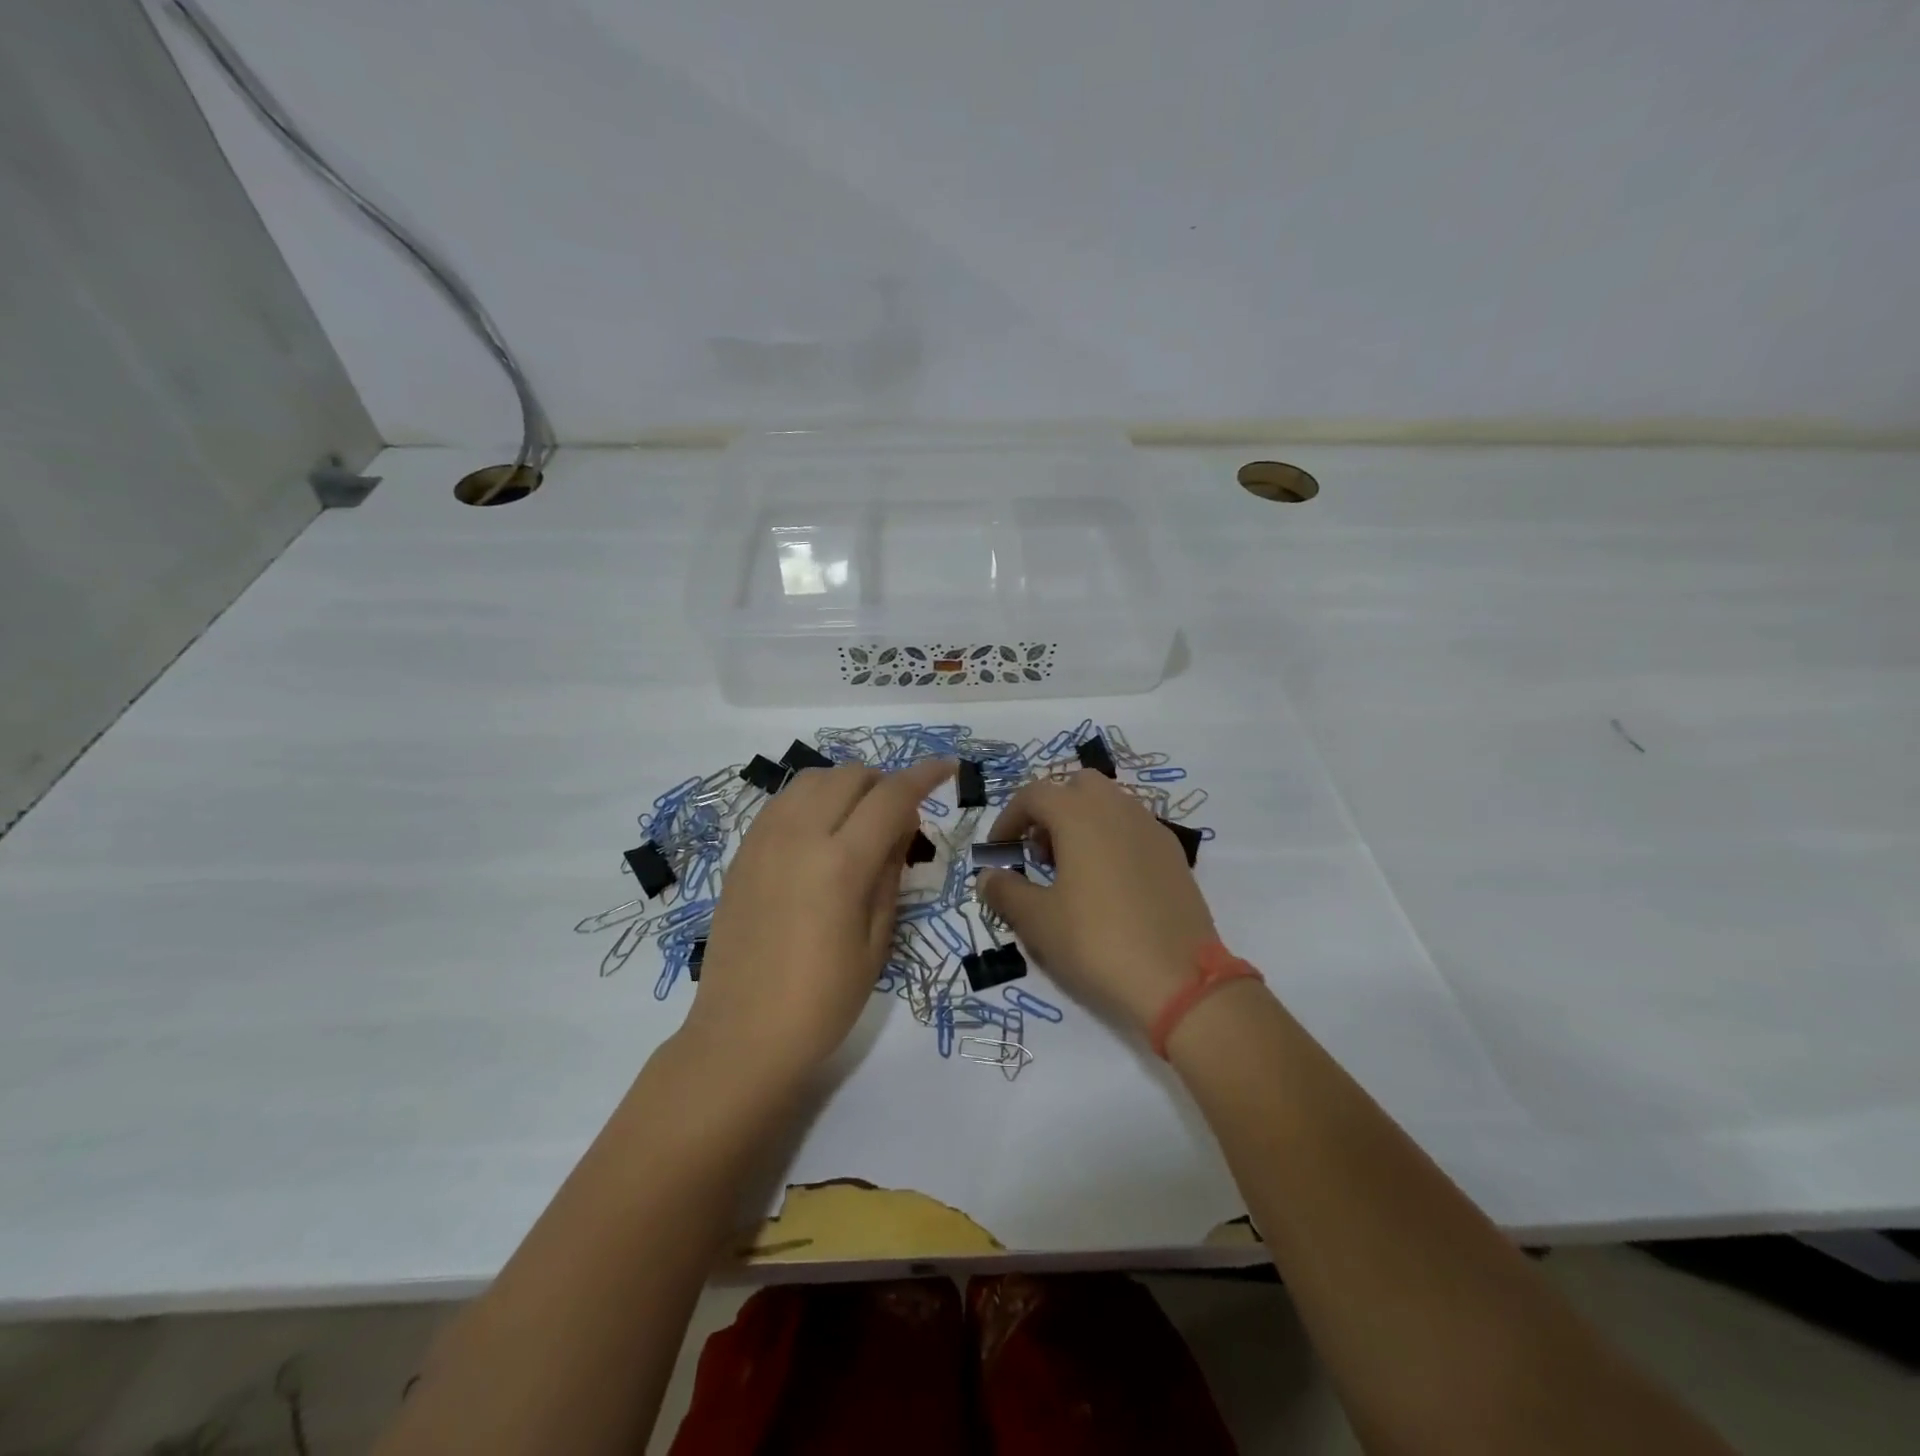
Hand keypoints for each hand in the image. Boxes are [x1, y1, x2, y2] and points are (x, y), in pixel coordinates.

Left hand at [684, 759, 954, 1080]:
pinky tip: (820, 834)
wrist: (741, 1036)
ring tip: (859, 822)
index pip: (892, 796)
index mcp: (840, 863)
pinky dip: (812, 800)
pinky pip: (783, 802)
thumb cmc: (823, 1001)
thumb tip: (901, 824)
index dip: (925, 775)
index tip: (947, 766)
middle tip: (899, 819)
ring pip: (813, 779)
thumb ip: (890, 871)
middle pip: (851, 776)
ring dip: (846, 786)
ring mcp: (764, 841)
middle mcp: (799, 836)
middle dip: (884, 784)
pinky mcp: (743, 853)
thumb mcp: (877, 941)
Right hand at [978, 770, 1216, 1032]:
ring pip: (1109, 804)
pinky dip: (1112, 840)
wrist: (1180, 981)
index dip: (1009, 818)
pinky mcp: (1174, 854)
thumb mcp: (1038, 922)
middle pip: (1076, 787)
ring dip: (1083, 823)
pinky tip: (1108, 886)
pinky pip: (1134, 829)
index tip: (999, 851)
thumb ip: (1006, 891)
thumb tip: (989, 876)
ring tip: (1071, 871)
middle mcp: (1118, 808)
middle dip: (1051, 810)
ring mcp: (1152, 828)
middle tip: (1039, 853)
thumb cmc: (1097, 942)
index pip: (1034, 794)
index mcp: (1080, 814)